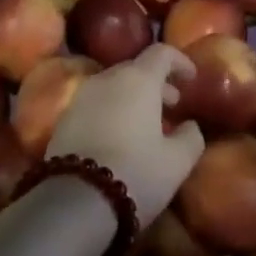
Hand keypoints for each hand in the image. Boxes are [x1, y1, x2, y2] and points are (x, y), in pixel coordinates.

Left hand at [47, 45, 203, 223]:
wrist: (75, 202)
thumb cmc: (136, 173)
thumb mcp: (177, 162)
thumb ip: (191, 137)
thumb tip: (191, 125)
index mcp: (138, 79)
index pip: (162, 53)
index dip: (180, 61)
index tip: (192, 78)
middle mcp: (107, 79)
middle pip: (136, 68)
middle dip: (157, 82)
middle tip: (173, 104)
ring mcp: (81, 97)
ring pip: (113, 86)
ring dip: (133, 97)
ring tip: (147, 124)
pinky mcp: (63, 119)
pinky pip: (95, 104)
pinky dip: (113, 110)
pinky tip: (120, 138)